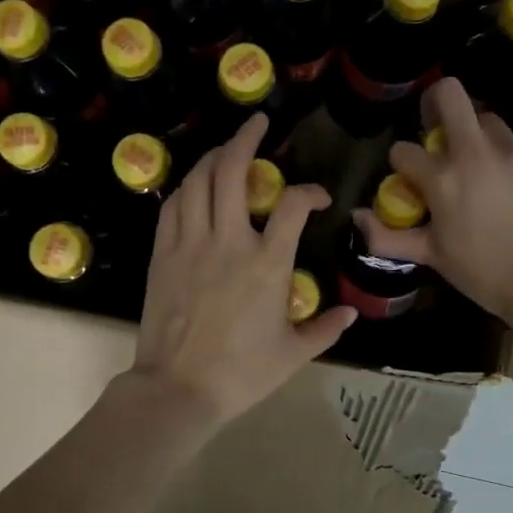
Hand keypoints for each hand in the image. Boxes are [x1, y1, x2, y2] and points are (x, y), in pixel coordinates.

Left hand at [134, 114, 356, 425]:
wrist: (179, 389)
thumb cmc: (241, 373)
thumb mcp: (293, 354)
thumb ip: (325, 328)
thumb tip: (350, 313)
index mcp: (268, 263)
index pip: (294, 204)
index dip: (310, 191)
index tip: (317, 198)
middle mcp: (229, 241)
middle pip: (233, 171)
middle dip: (246, 138)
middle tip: (258, 123)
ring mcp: (190, 244)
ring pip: (198, 181)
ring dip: (214, 157)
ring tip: (226, 149)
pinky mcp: (162, 254)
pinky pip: (173, 206)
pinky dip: (186, 187)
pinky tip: (194, 185)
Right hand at [354, 77, 512, 321]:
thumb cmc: (481, 272)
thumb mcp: (430, 256)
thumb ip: (386, 235)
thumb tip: (357, 215)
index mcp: (442, 178)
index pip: (403, 150)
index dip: (401, 163)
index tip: (409, 178)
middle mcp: (476, 153)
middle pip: (450, 94)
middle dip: (435, 103)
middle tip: (435, 128)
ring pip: (486, 120)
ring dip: (473, 135)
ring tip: (477, 165)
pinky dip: (504, 160)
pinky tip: (509, 188)